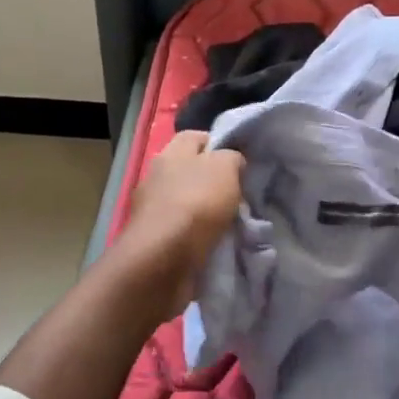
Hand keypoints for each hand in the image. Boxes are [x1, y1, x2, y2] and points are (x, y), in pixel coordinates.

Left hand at [118, 131, 245, 310]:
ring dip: (211, 212)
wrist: (163, 261)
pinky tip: (220, 243)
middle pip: (193, 171)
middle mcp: (158, 177)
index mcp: (171, 153)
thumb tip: (233, 162)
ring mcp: (154, 211)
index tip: (242, 162)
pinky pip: (186, 231)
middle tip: (243, 194)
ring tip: (237, 222)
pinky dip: (202, 236)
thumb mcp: (225, 168)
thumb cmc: (195, 205)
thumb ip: (232, 158)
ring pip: (190, 203)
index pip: (197, 137)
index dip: (220, 144)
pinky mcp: (156, 241)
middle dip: (217, 181)